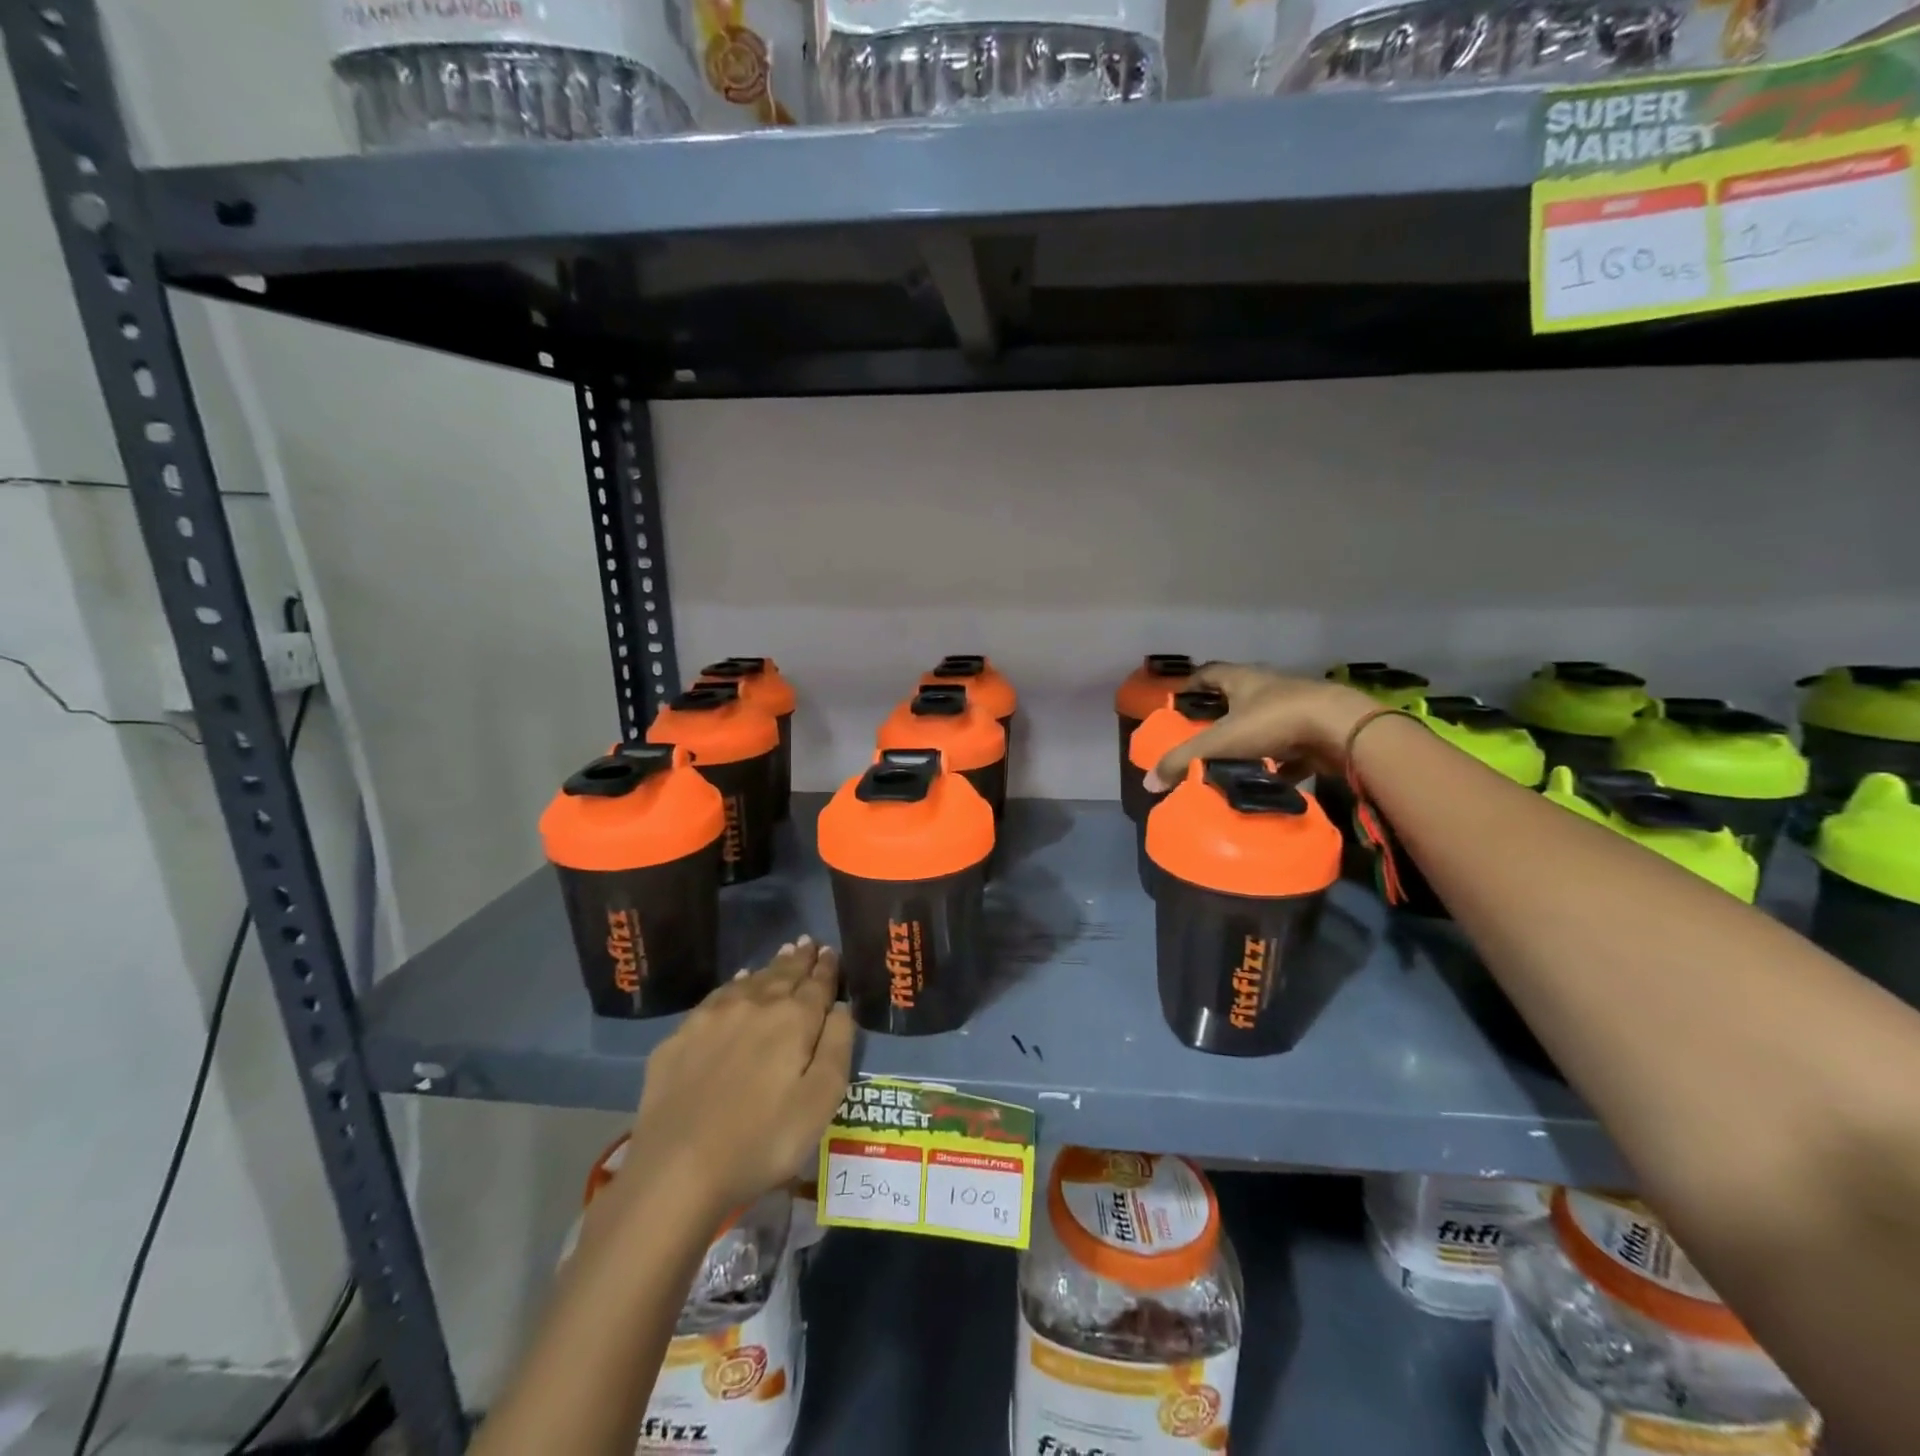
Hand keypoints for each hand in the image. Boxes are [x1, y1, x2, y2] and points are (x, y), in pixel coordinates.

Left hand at [619, 938, 852, 1223]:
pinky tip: (738, 983)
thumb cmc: (762, 1140)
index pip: (817, 984)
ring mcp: (713, 1017)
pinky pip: (717, 997)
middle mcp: (755, 1005)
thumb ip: (837, 1046)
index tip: (831, 952)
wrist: (677, 1169)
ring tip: (783, 954)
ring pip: (751, 980)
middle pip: (783, 975)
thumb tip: (841, 1007)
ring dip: (771, 967)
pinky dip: (735, 984)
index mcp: (794, 1019)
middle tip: (809, 943)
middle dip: (800, 959)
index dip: (827, 968)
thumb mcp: (821, 1101)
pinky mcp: (681, 1036)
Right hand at [1145, 664, 1376, 791]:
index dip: (1191, 685)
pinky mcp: (1316, 732)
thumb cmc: (1274, 721)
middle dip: (1218, 715)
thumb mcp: (1220, 741)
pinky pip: (1290, 748)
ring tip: (1228, 761)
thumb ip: (1183, 760)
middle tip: (1199, 736)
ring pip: (1264, 722)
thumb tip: (1149, 783)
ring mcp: (1296, 708)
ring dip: (1248, 739)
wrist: (1342, 729)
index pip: (1209, 673)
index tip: (1177, 702)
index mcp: (1242, 679)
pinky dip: (1278, 763)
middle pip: (1236, 697)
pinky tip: (1267, 780)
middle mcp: (1268, 687)